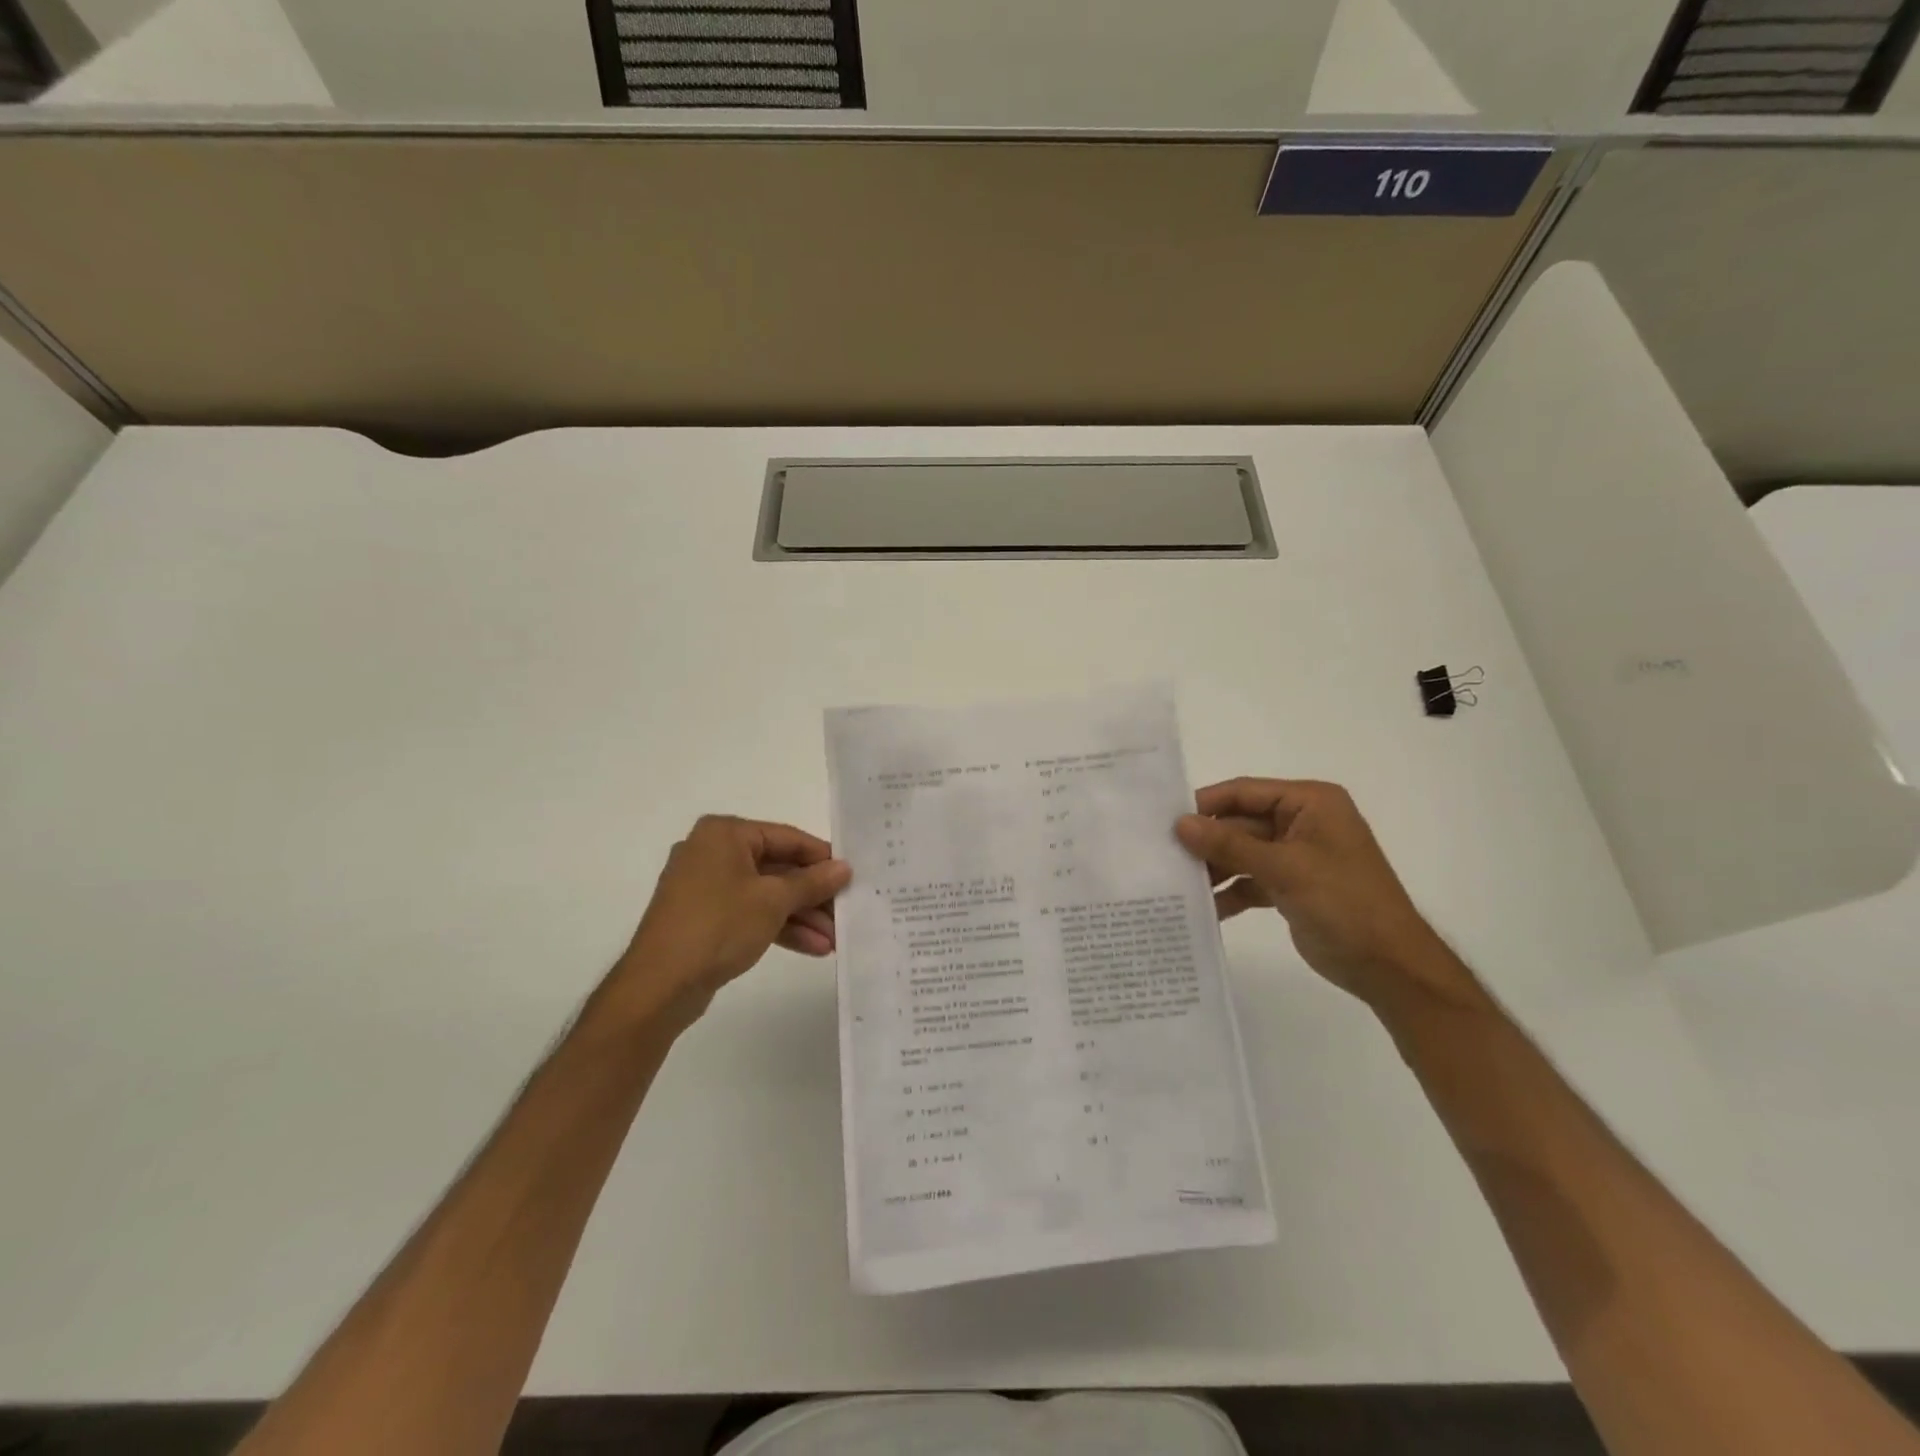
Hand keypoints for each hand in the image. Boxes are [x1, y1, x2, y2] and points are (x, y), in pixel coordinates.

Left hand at [617, 815, 850, 1022]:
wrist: (659, 985)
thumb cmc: (718, 926)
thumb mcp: (774, 901)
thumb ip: (812, 882)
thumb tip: (844, 868)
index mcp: (725, 834)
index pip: (787, 838)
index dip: (822, 858)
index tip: (852, 877)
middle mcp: (712, 852)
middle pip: (777, 867)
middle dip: (813, 895)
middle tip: (845, 913)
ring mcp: (705, 886)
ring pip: (765, 894)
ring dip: (801, 916)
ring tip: (834, 940)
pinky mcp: (704, 917)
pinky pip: (750, 913)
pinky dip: (778, 927)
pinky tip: (812, 948)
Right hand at [1175, 778, 1467, 1009]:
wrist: (1389, 966)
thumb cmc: (1344, 902)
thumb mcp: (1284, 868)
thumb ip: (1230, 844)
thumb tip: (1180, 824)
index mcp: (1310, 803)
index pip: (1245, 792)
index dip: (1206, 804)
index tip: (1166, 821)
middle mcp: (1301, 823)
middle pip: (1239, 823)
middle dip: (1206, 842)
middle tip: (1163, 856)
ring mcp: (1295, 856)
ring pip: (1241, 853)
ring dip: (1214, 869)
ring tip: (1177, 885)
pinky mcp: (1290, 887)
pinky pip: (1250, 881)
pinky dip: (1230, 893)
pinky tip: (1205, 910)